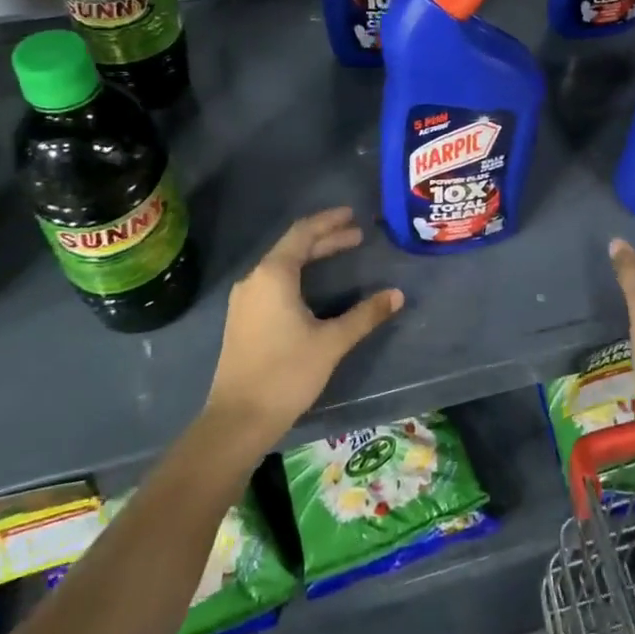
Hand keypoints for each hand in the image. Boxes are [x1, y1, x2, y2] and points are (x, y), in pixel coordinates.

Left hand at [204, 208, 402, 453]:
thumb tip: (396, 295)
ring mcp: (245, 300)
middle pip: (292, 247)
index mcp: (273, 275)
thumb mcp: (331, 342)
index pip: (303, 234)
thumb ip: (365, 315)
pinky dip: (298, 274)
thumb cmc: (286, 373)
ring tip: (340, 254)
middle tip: (357, 235)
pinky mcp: (243, 319)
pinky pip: (273, 282)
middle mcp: (254, 279)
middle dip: (325, 239)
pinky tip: (313, 286)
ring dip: (311, 257)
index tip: (352, 215)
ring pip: (281, 265)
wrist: (238, 419)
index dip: (329, 222)